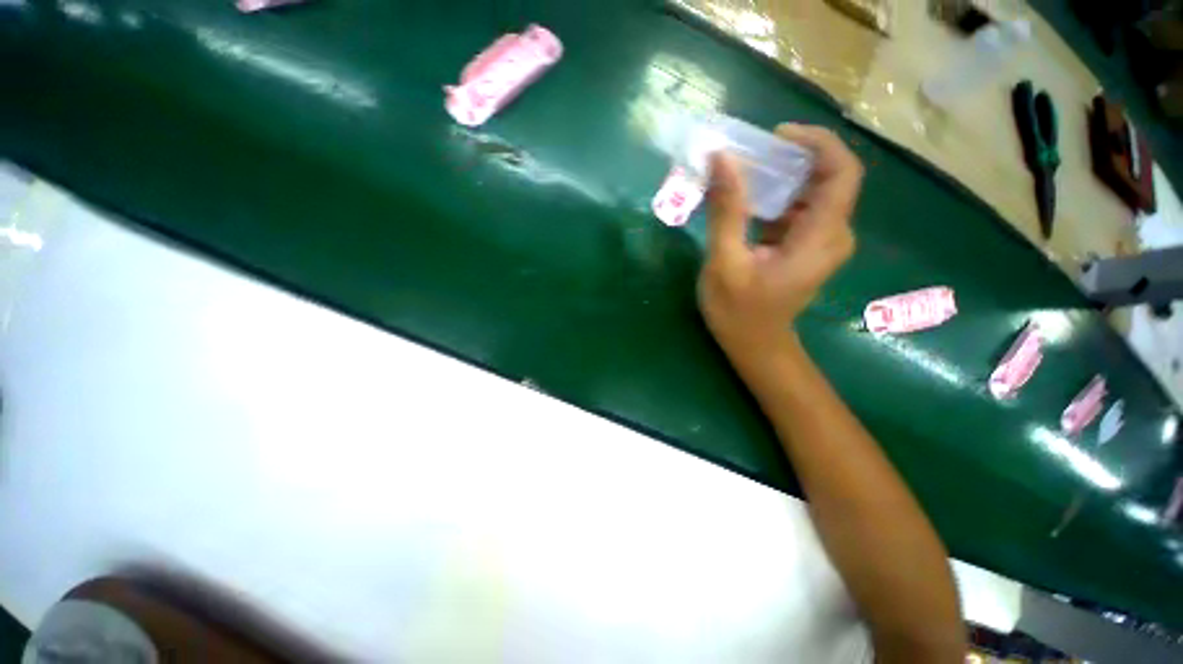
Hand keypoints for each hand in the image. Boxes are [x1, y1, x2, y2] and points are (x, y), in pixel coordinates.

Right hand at [698, 124, 862, 368]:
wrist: (754, 345)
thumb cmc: (738, 312)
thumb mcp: (725, 263)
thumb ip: (726, 212)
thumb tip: (722, 159)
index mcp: (820, 238)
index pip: (841, 172)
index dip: (817, 143)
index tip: (777, 136)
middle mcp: (831, 234)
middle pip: (826, 177)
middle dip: (789, 159)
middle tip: (748, 156)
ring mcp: (820, 241)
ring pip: (810, 191)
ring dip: (778, 177)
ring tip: (740, 175)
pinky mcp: (805, 246)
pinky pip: (797, 209)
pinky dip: (773, 198)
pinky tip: (744, 201)